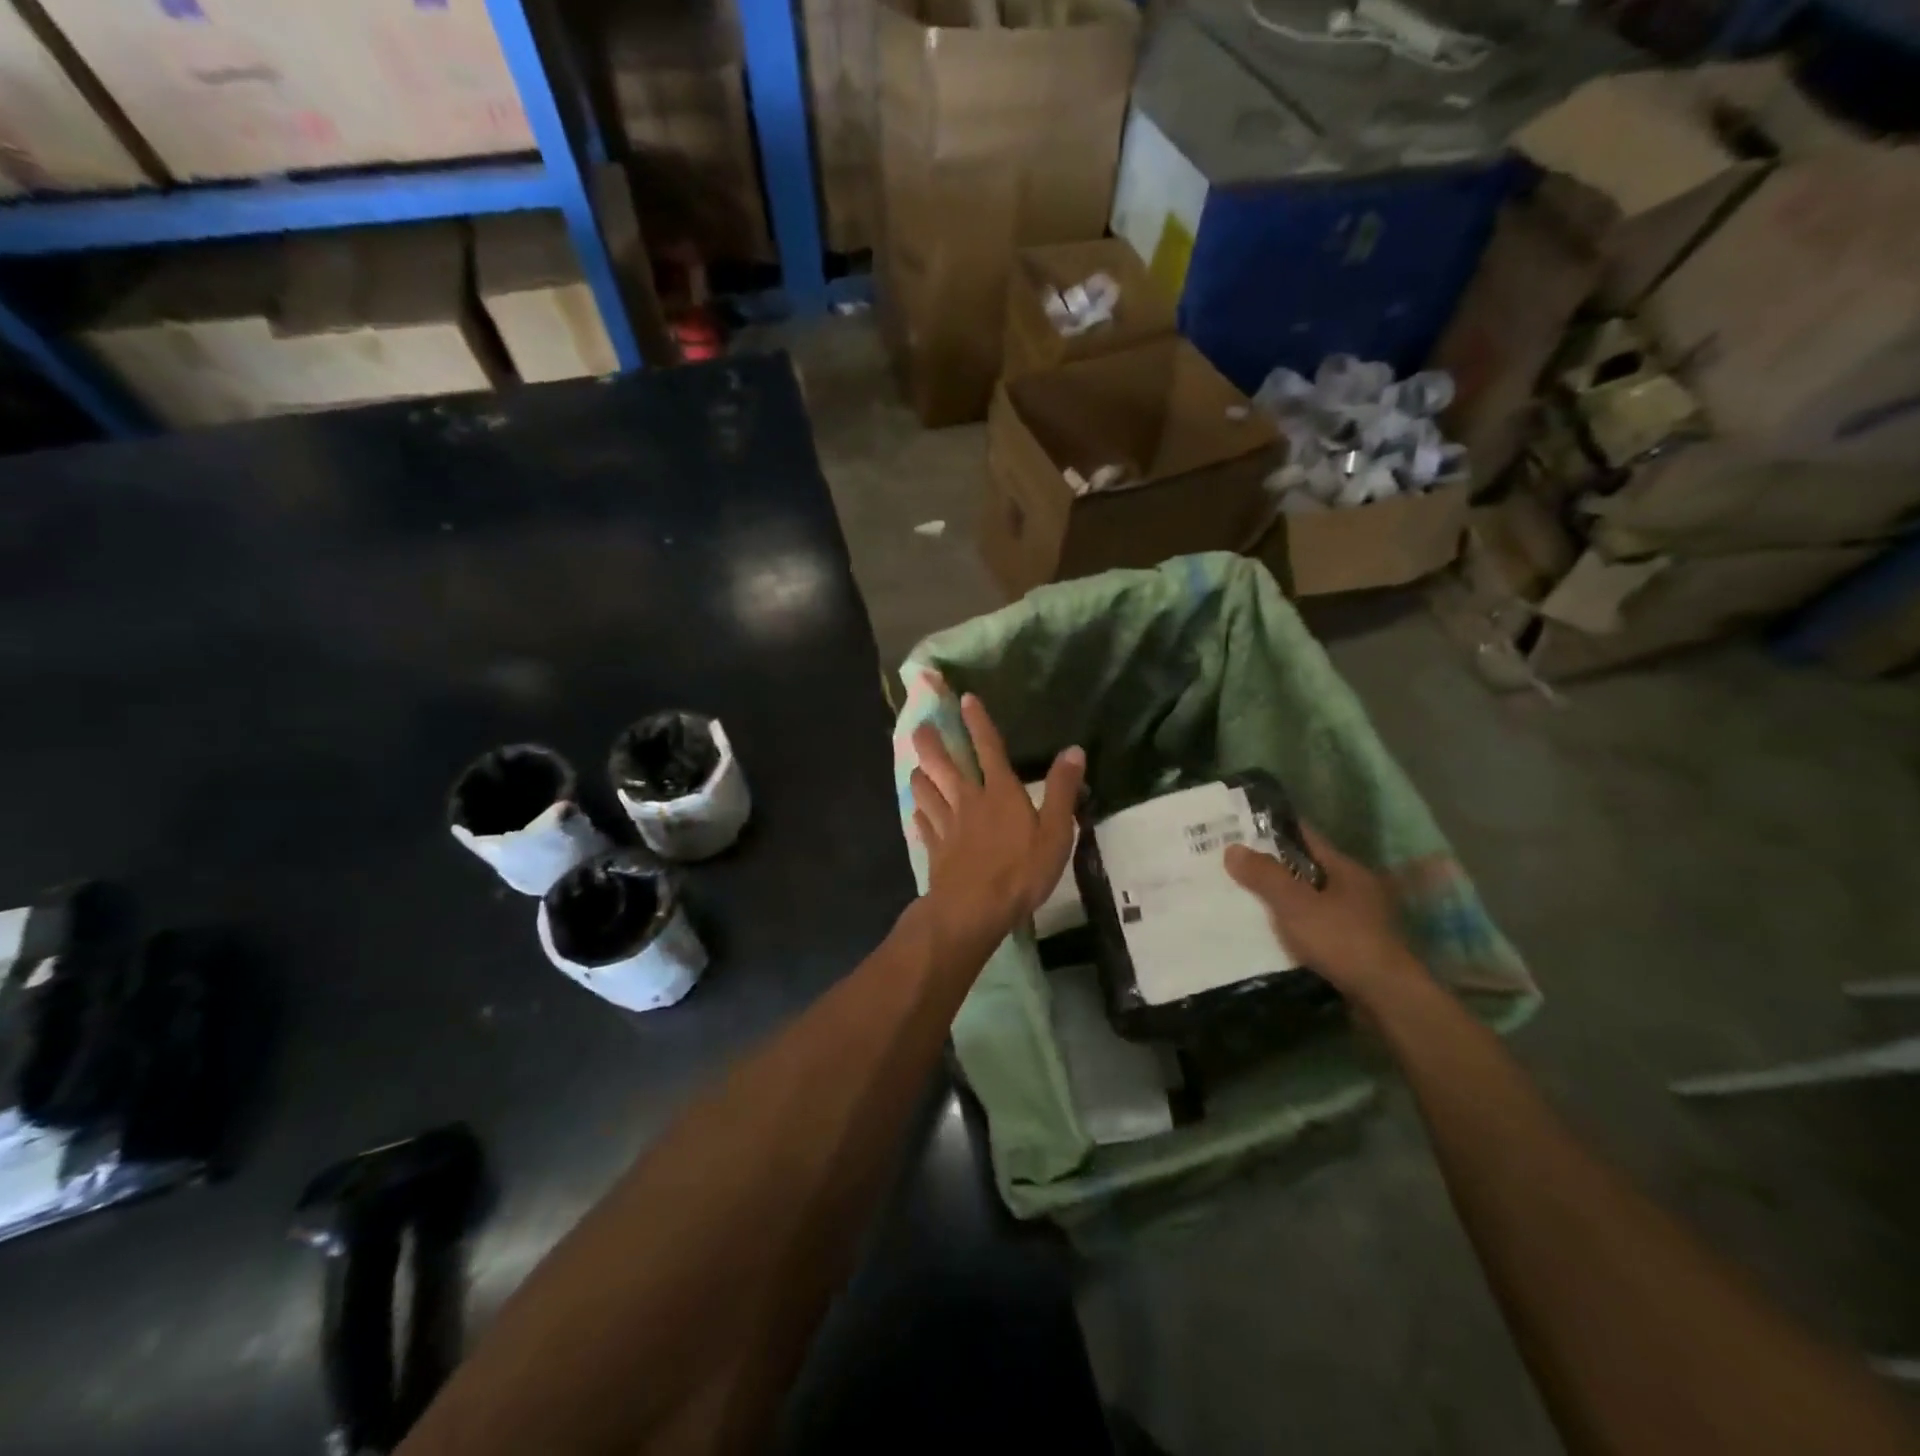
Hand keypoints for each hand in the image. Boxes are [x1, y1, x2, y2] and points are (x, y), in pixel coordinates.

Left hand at [911, 694, 1084, 949]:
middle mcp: (969, 800)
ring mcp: (947, 824)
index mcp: (1000, 792)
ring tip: (917, 768)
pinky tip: (917, 813)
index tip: (965, 699)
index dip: (977, 722)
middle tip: (919, 726)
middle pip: (943, 764)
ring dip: (920, 775)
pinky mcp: (935, 848)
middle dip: (931, 742)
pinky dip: (919, 814)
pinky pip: (923, 824)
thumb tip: (1073, 750)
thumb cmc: (1021, 870)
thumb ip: (1063, 790)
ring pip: (926, 790)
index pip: (988, 747)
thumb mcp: (1056, 832)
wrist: (974, 909)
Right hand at [1224, 824, 1422, 1007]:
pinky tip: (1267, 932)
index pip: (1305, 837)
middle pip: (1305, 868)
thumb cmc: (1342, 941)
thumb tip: (1233, 848)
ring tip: (1240, 898)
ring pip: (1308, 899)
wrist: (1386, 999)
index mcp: (1345, 869)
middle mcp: (1354, 889)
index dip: (1272, 831)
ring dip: (1280, 899)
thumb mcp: (1296, 905)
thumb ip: (1265, 876)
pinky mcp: (1352, 947)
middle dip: (1271, 867)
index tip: (1239, 829)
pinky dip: (1291, 925)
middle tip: (1231, 865)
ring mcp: (1356, 919)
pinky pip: (1313, 926)